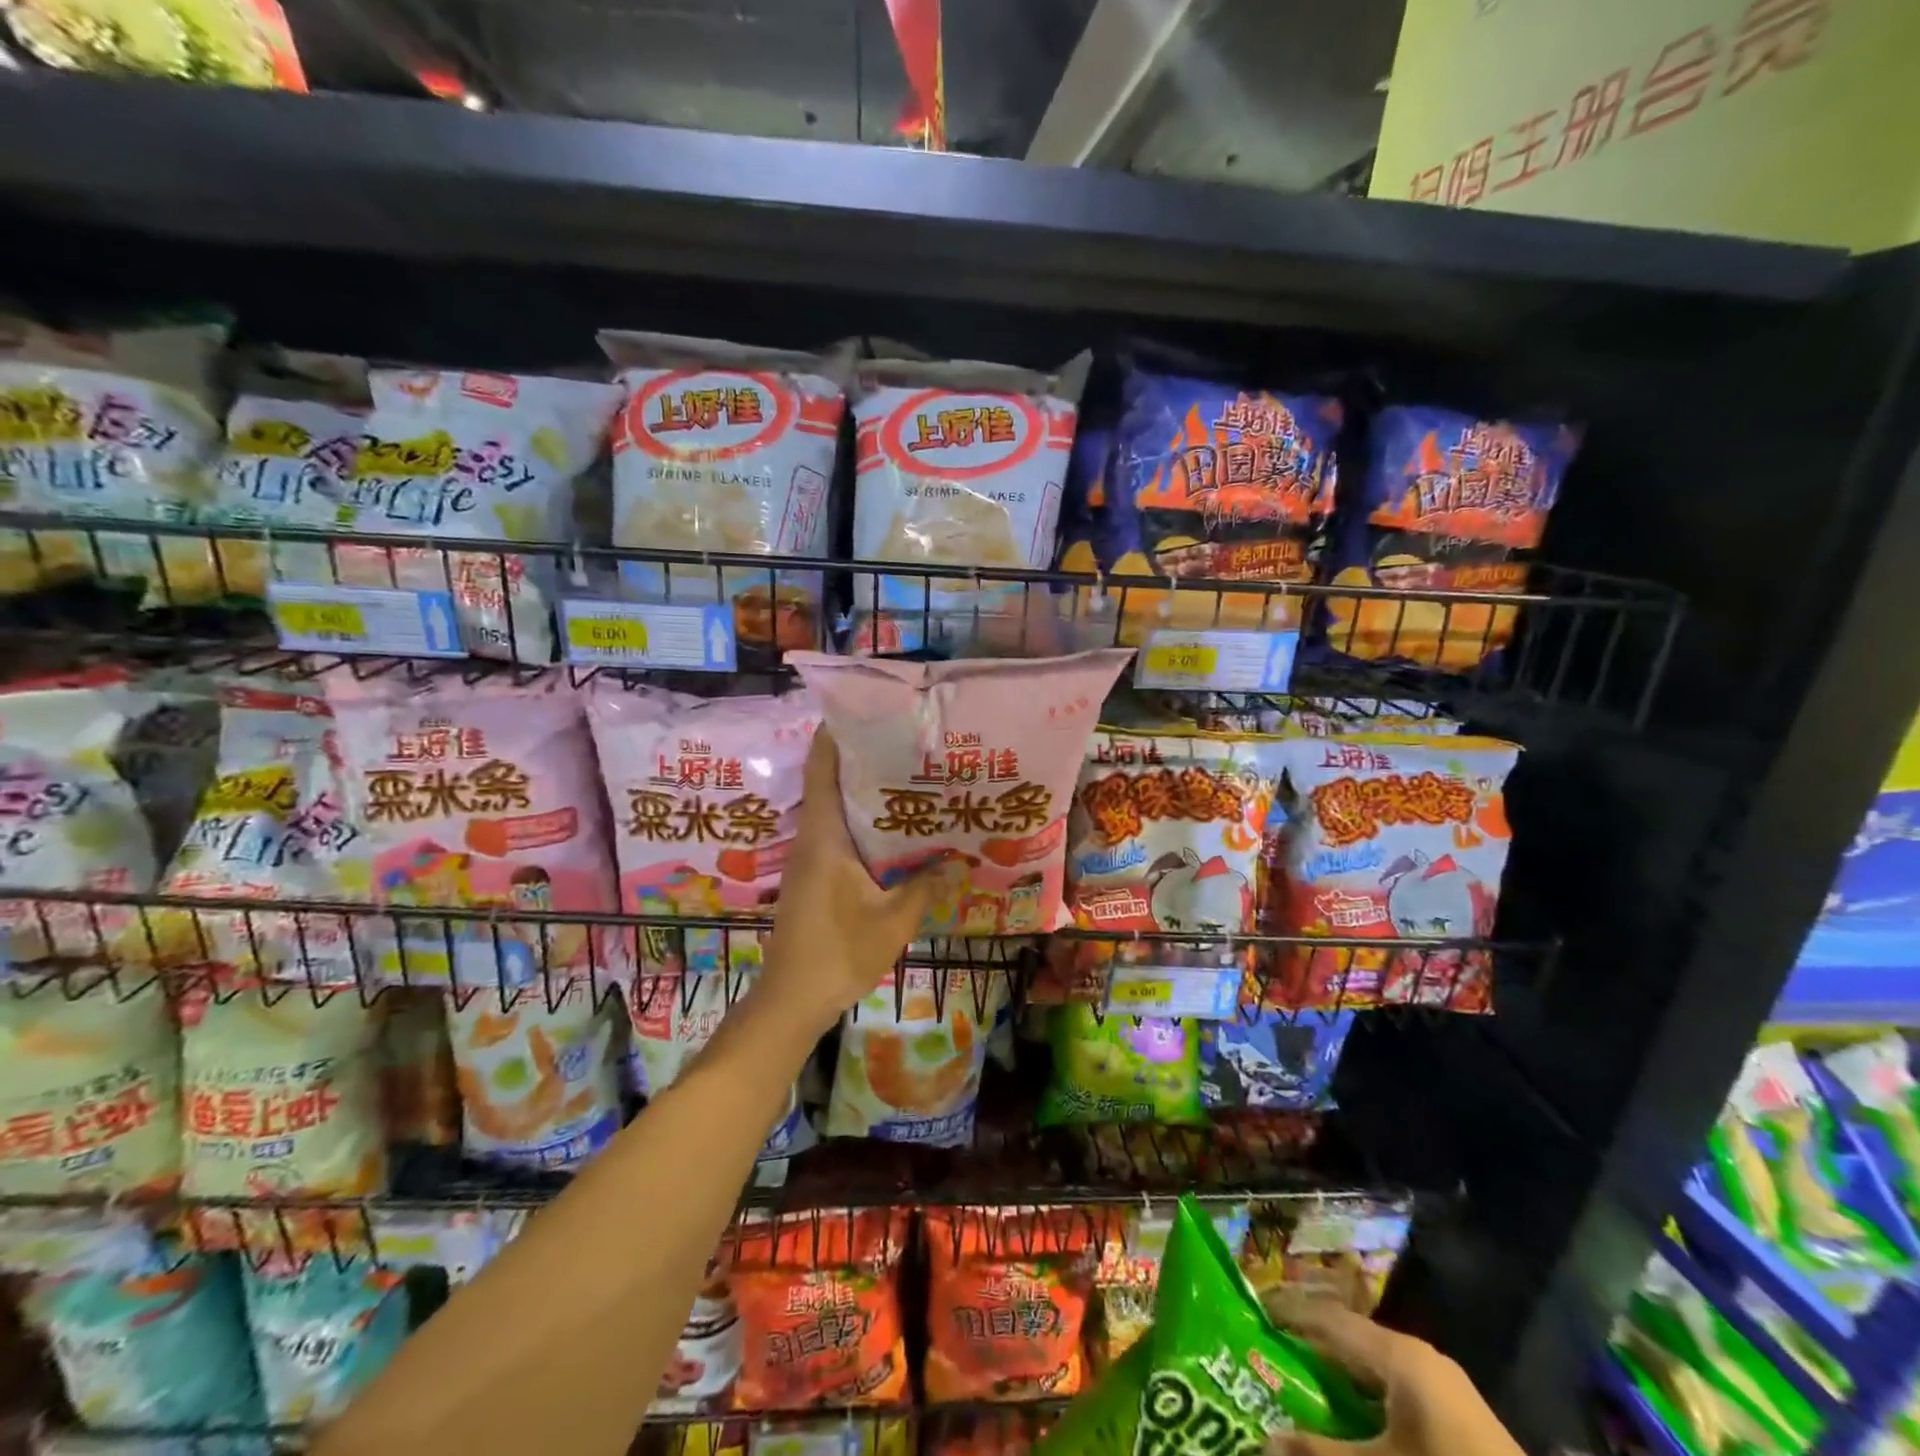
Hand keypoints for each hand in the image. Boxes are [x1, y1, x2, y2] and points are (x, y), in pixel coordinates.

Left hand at [755, 728, 938, 1040]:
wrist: (793, 999)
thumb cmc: (839, 952)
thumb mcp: (893, 920)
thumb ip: (925, 886)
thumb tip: (956, 859)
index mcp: (824, 835)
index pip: (822, 767)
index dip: (836, 732)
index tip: (867, 710)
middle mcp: (812, 837)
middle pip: (830, 780)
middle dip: (862, 756)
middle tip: (906, 742)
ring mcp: (810, 857)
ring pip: (835, 808)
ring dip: (863, 790)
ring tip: (908, 777)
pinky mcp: (813, 876)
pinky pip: (838, 833)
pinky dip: (862, 822)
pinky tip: (895, 831)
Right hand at [1262, 1293, 1524, 1455]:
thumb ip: (1320, 1454)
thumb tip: (1263, 1440)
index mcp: (1398, 1353)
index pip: (1326, 1317)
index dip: (1286, 1315)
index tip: (1249, 1320)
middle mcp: (1418, 1357)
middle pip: (1349, 1342)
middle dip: (1309, 1354)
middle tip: (1268, 1364)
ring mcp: (1444, 1389)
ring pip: (1373, 1371)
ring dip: (1338, 1383)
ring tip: (1301, 1396)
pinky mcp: (1460, 1422)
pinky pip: (1396, 1396)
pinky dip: (1366, 1405)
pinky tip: (1352, 1429)